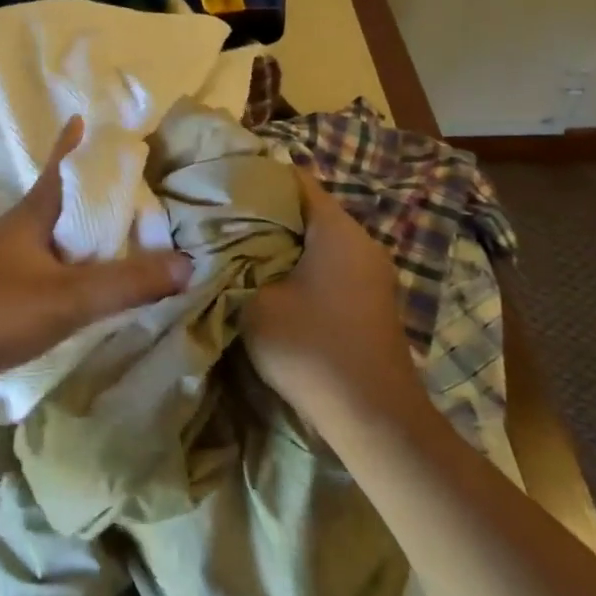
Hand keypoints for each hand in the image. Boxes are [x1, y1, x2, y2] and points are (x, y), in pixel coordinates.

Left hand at [0, 117, 193, 407]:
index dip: (73, 144)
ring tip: (116, 236)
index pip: (60, 168)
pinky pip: (45, 273)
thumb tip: (189, 263)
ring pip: (52, 241)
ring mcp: (2, 267)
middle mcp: (16, 233)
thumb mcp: (66, 297)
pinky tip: (85, 287)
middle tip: (129, 188)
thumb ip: (126, 283)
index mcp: (31, 217)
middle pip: (59, 203)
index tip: (84, 117)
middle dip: (90, 193)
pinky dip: (70, 271)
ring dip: (81, 235)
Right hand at [242, 169, 425, 425]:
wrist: (374, 419)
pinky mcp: (372, 299)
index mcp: (337, 229)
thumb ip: (234, 265)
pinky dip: (300, 264)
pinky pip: (330, 263)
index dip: (255, 176)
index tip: (221, 184)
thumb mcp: (253, 303)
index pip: (294, 178)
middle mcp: (362, 241)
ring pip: (317, 238)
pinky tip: (271, 279)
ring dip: (281, 241)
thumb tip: (221, 246)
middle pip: (306, 208)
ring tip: (238, 247)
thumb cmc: (311, 348)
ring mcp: (372, 272)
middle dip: (264, 211)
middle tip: (221, 218)